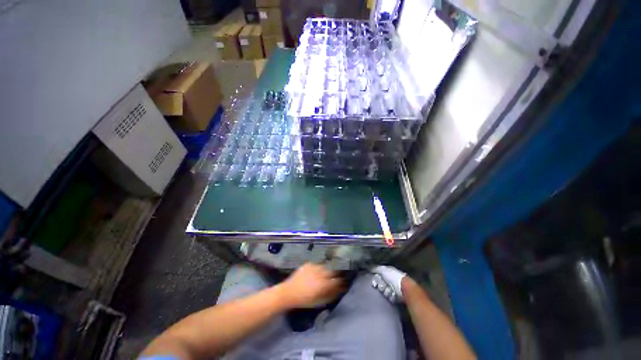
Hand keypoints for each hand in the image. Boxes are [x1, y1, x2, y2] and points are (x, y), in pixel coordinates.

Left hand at [278, 263, 343, 307]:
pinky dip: (319, 267)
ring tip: (328, 273)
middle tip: (337, 276)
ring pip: (325, 266)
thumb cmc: (304, 300)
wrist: (288, 292)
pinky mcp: (308, 264)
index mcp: (323, 284)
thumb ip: (330, 295)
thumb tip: (339, 290)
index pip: (337, 280)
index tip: (344, 282)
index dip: (341, 281)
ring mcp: (314, 267)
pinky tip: (318, 271)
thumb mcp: (319, 301)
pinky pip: (317, 264)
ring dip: (328, 269)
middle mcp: (320, 273)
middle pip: (333, 270)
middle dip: (336, 273)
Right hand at [371, 265, 406, 302]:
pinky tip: (394, 295)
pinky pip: (390, 297)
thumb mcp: (383, 270)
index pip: (378, 276)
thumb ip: (376, 268)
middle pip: (380, 285)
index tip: (375, 283)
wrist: (404, 288)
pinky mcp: (396, 296)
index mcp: (388, 272)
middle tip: (384, 287)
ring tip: (390, 291)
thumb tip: (369, 268)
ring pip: (384, 292)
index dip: (375, 280)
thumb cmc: (394, 277)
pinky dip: (391, 296)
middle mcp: (390, 279)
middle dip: (381, 287)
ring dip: (386, 292)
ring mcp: (393, 288)